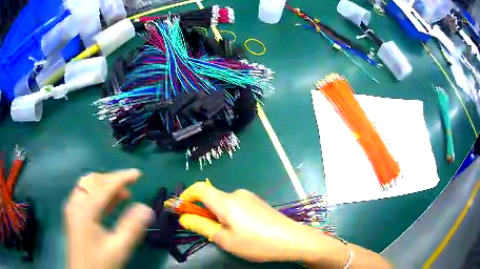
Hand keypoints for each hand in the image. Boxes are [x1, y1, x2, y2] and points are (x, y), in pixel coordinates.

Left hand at [64, 169, 153, 268]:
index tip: (138, 174)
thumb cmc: (99, 263)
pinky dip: (98, 195)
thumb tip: (146, 208)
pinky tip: (110, 203)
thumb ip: (132, 228)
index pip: (104, 186)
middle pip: (93, 181)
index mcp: (85, 210)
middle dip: (112, 179)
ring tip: (123, 193)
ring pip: (88, 187)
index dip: (122, 178)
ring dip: (105, 186)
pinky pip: (85, 196)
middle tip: (130, 185)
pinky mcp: (73, 215)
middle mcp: (75, 203)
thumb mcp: (118, 248)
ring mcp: (72, 209)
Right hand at [178, 180, 321, 261]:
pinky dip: (230, 215)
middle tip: (207, 231)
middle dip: (203, 212)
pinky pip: (236, 206)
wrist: (292, 239)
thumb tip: (184, 217)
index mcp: (226, 201)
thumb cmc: (256, 242)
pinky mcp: (258, 203)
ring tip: (227, 235)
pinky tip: (242, 231)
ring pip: (224, 203)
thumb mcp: (225, 239)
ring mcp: (250, 197)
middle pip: (212, 197)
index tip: (181, 209)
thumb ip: (202, 226)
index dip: (186, 196)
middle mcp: (237, 194)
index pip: (199, 188)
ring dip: (218, 216)